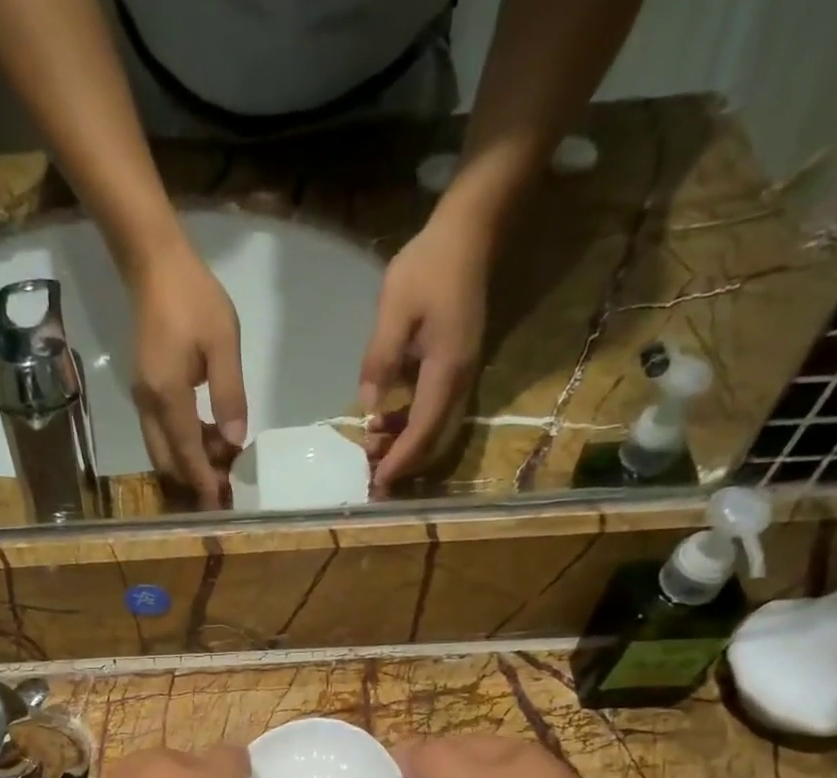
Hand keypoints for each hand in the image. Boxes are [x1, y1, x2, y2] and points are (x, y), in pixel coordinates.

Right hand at [128, 243, 247, 500]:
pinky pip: (161, 433)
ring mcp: (142, 399)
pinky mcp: (145, 391)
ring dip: (189, 463)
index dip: (204, 481)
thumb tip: (235, 440)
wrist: (154, 265)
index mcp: (167, 396)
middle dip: (194, 479)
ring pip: (162, 450)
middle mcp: (148, 405)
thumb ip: (230, 395)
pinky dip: (183, 445)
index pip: (187, 453)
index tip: (219, 503)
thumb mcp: (223, 343)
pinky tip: (209, 436)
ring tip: (224, 459)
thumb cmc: (193, 299)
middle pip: (167, 461)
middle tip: (226, 484)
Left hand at [359, 211, 490, 490]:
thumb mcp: (394, 310)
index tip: (378, 482)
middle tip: (370, 474)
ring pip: (437, 430)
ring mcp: (462, 377)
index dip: (401, 460)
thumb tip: (367, 406)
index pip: (423, 431)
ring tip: (371, 447)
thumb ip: (380, 359)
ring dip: (406, 446)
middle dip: (405, 463)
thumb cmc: (428, 268)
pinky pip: (435, 413)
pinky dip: (411, 426)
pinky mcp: (456, 370)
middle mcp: (460, 382)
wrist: (469, 235)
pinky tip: (383, 421)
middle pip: (435, 441)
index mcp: (446, 371)